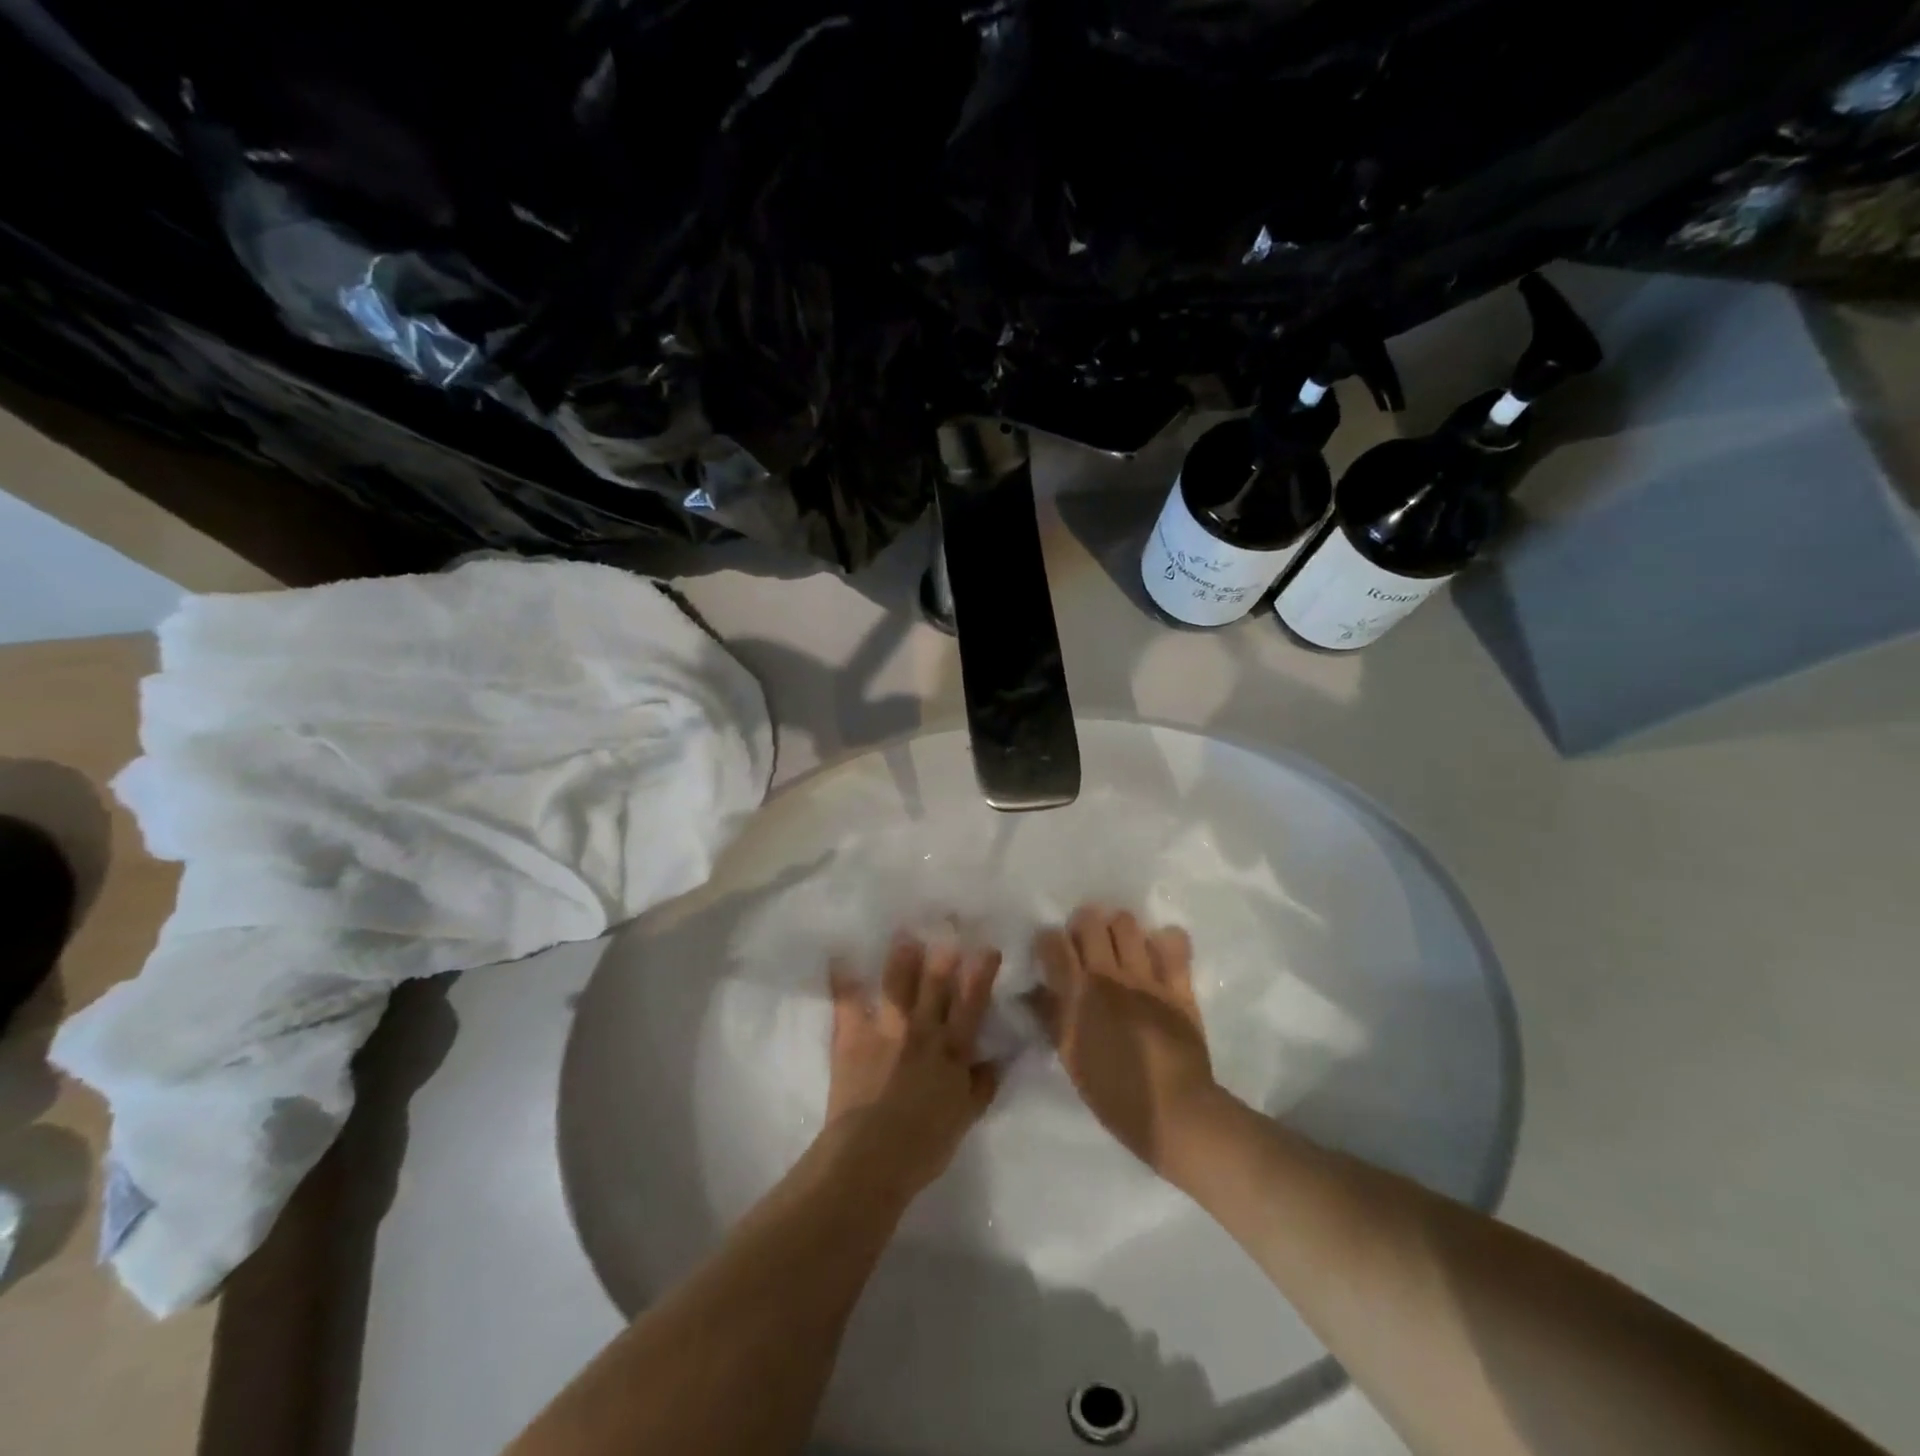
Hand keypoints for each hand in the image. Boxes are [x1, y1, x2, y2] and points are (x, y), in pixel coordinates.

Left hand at [821, 936, 1002, 1200]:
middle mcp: (923, 1029)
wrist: (872, 1155)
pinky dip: (844, 977)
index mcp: (953, 1049)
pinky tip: (840, 953)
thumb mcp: (964, 1118)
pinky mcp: (853, 1034)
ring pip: (898, 982)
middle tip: (947, 920)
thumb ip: (981, 1085)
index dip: (981, 972)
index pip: (972, 1003)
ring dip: (901, 955)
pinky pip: (848, 999)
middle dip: (943, 950)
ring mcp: (887, 1028)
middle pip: (936, 983)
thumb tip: (998, 1059)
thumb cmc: (924, 1144)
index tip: (987, 946)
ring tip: (904, 931)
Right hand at [1031, 906, 1220, 1172]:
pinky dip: (1164, 941)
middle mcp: (1109, 975)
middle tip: (1084, 944)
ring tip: (1119, 945)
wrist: (1175, 1115)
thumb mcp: (1071, 1057)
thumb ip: (1052, 1017)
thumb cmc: (1114, 1094)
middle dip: (1082, 926)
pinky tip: (1158, 953)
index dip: (1048, 941)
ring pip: (1127, 923)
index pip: (1052, 942)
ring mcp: (1147, 977)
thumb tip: (1034, 990)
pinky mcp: (1179, 984)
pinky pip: (1174, 944)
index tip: (1050, 951)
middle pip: (1089, 921)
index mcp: (1077, 994)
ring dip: (1118, 929)